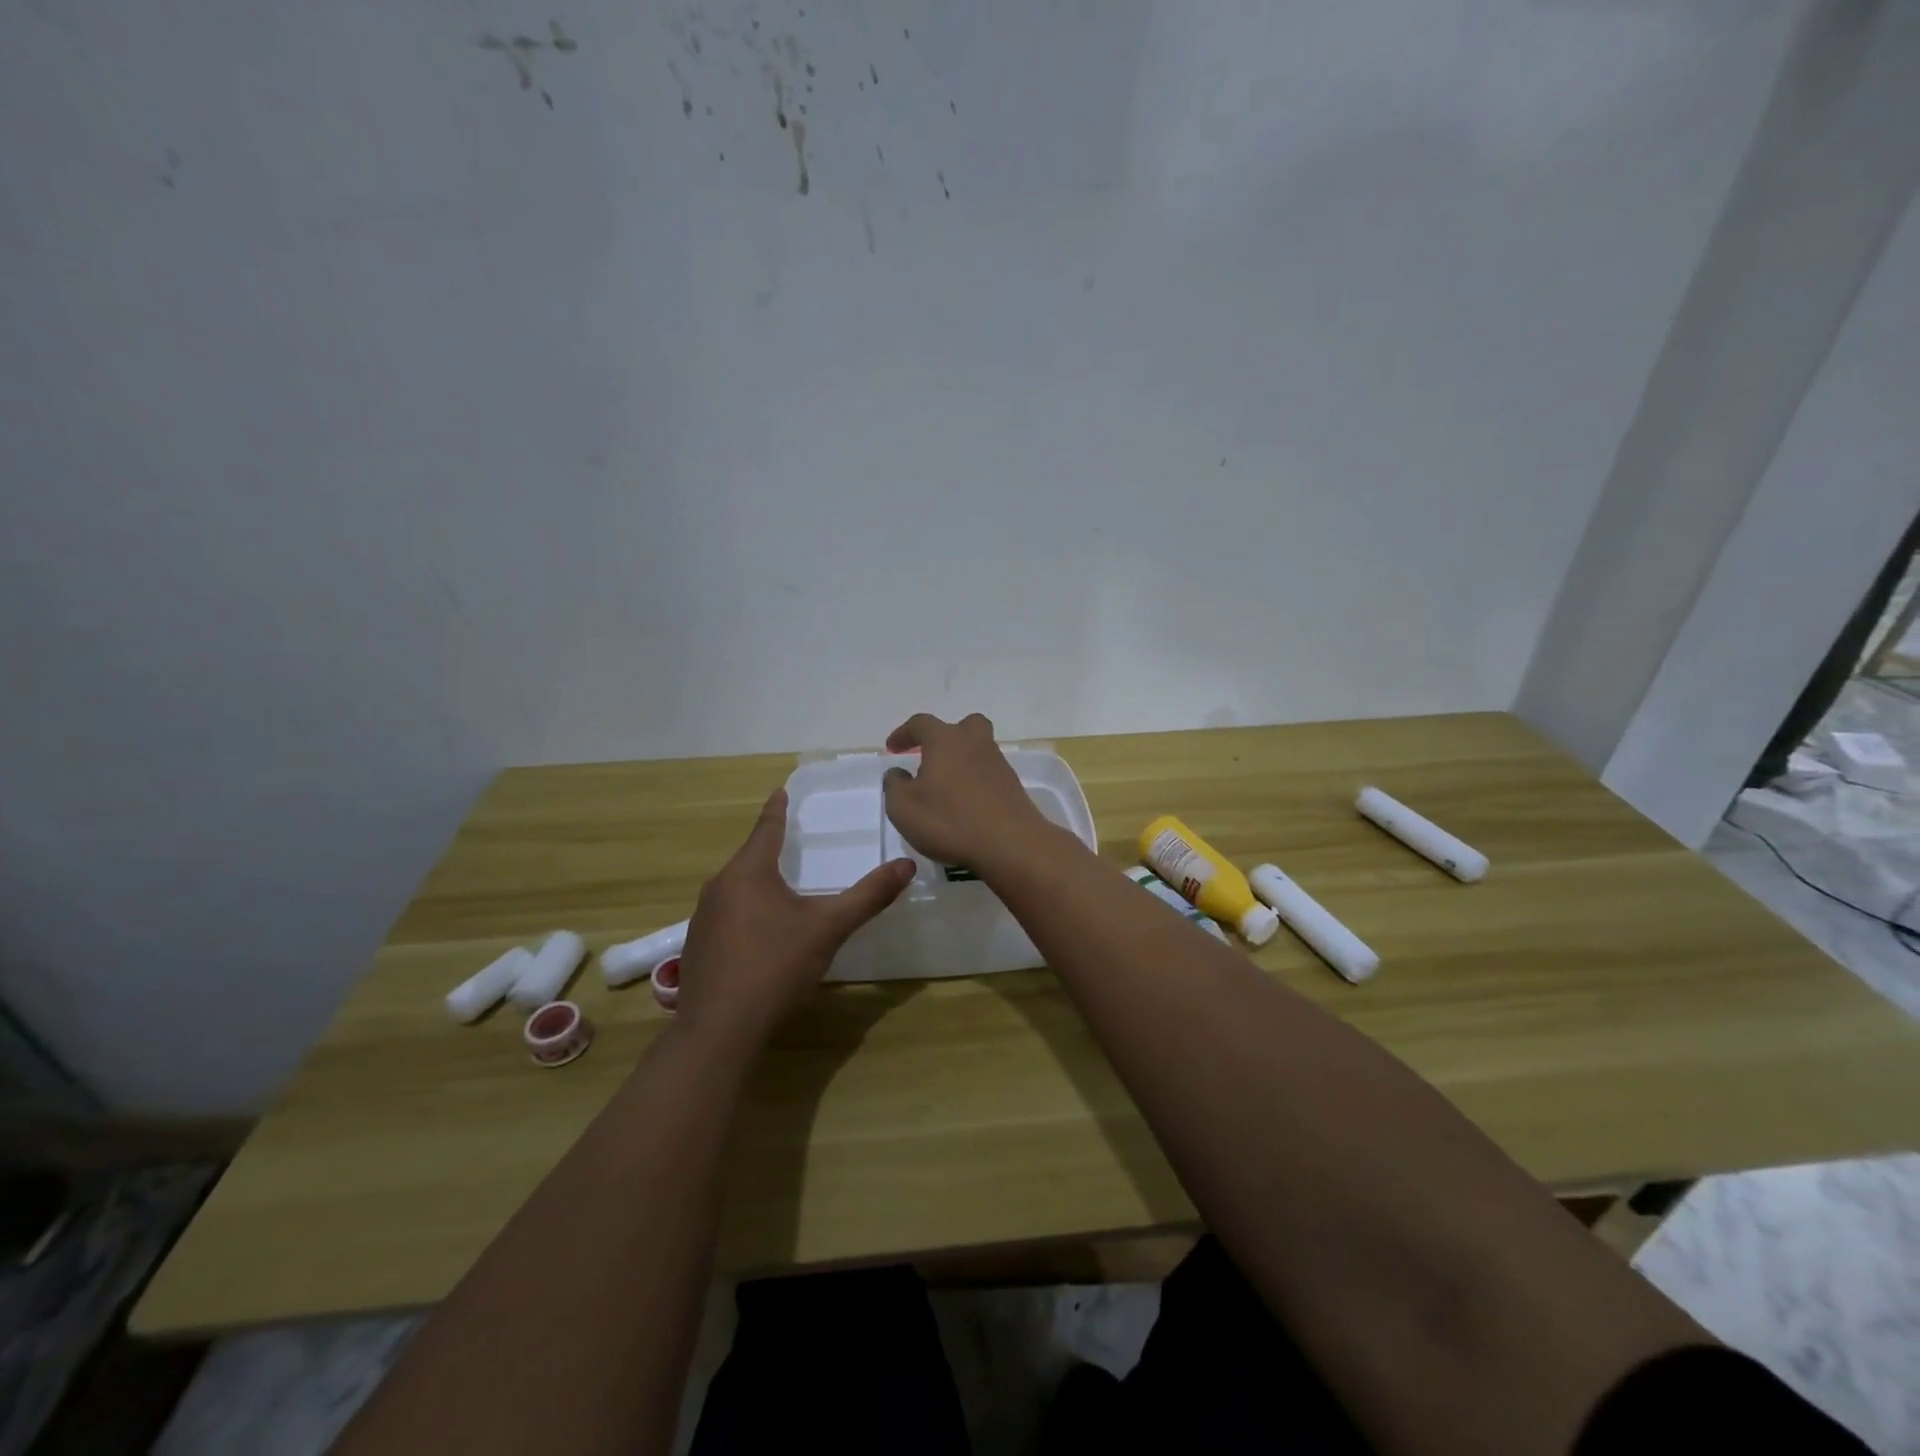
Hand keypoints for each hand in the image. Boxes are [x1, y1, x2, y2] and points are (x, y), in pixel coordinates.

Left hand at [677, 788, 913, 1048]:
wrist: (720, 1030)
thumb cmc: (776, 967)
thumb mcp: (829, 928)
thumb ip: (868, 896)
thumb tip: (907, 865)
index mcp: (749, 873)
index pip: (766, 829)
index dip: (776, 810)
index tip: (779, 791)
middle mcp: (719, 887)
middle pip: (748, 859)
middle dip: (768, 850)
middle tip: (789, 841)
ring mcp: (702, 919)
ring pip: (735, 889)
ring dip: (757, 884)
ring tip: (780, 888)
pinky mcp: (697, 949)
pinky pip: (726, 916)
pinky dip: (745, 913)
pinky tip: (759, 936)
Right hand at [880, 712, 1050, 870]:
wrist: (1010, 844)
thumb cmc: (949, 821)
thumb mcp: (903, 807)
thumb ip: (894, 785)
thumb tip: (898, 773)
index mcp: (945, 740)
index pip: (921, 724)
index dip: (904, 733)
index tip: (892, 749)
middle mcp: (975, 743)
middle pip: (963, 726)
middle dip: (945, 736)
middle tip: (931, 757)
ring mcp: (998, 764)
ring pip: (978, 750)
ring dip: (961, 761)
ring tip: (945, 788)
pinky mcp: (1012, 786)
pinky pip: (988, 774)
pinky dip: (975, 782)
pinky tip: (965, 804)